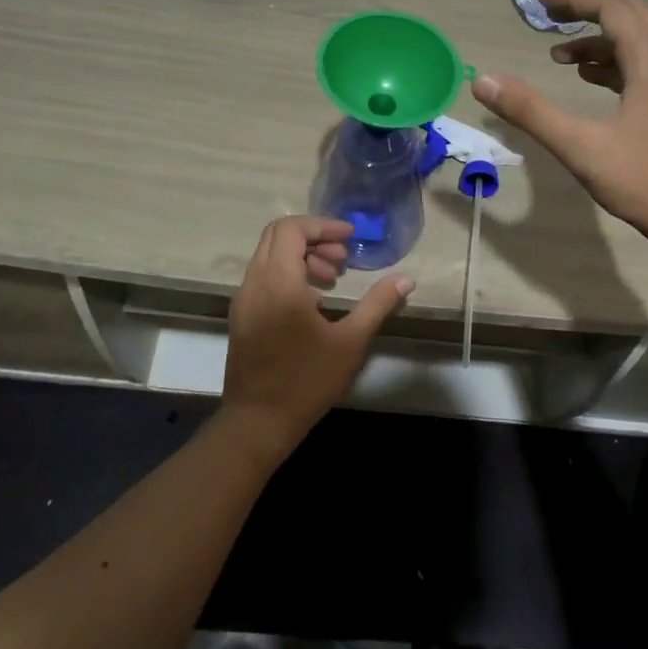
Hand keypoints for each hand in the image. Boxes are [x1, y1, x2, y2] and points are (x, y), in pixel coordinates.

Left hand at [220, 216, 412, 460]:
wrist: (258, 422)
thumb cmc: (307, 381)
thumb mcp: (350, 342)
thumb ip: (377, 304)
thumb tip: (406, 279)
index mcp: (278, 283)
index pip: (291, 229)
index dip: (322, 225)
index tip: (350, 238)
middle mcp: (254, 283)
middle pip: (277, 236)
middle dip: (313, 238)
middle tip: (344, 258)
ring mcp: (243, 300)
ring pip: (268, 256)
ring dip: (301, 256)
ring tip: (333, 279)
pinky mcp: (241, 316)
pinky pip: (263, 277)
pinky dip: (288, 274)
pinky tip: (314, 301)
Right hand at [473, 0, 647, 247]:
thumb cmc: (644, 182)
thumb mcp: (580, 147)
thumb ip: (531, 112)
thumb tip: (483, 81)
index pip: (613, 10)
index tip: (541, 0)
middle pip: (631, 16)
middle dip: (588, 11)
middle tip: (550, 17)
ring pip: (639, 43)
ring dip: (600, 41)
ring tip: (560, 57)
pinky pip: (644, 66)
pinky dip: (614, 63)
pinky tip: (591, 82)